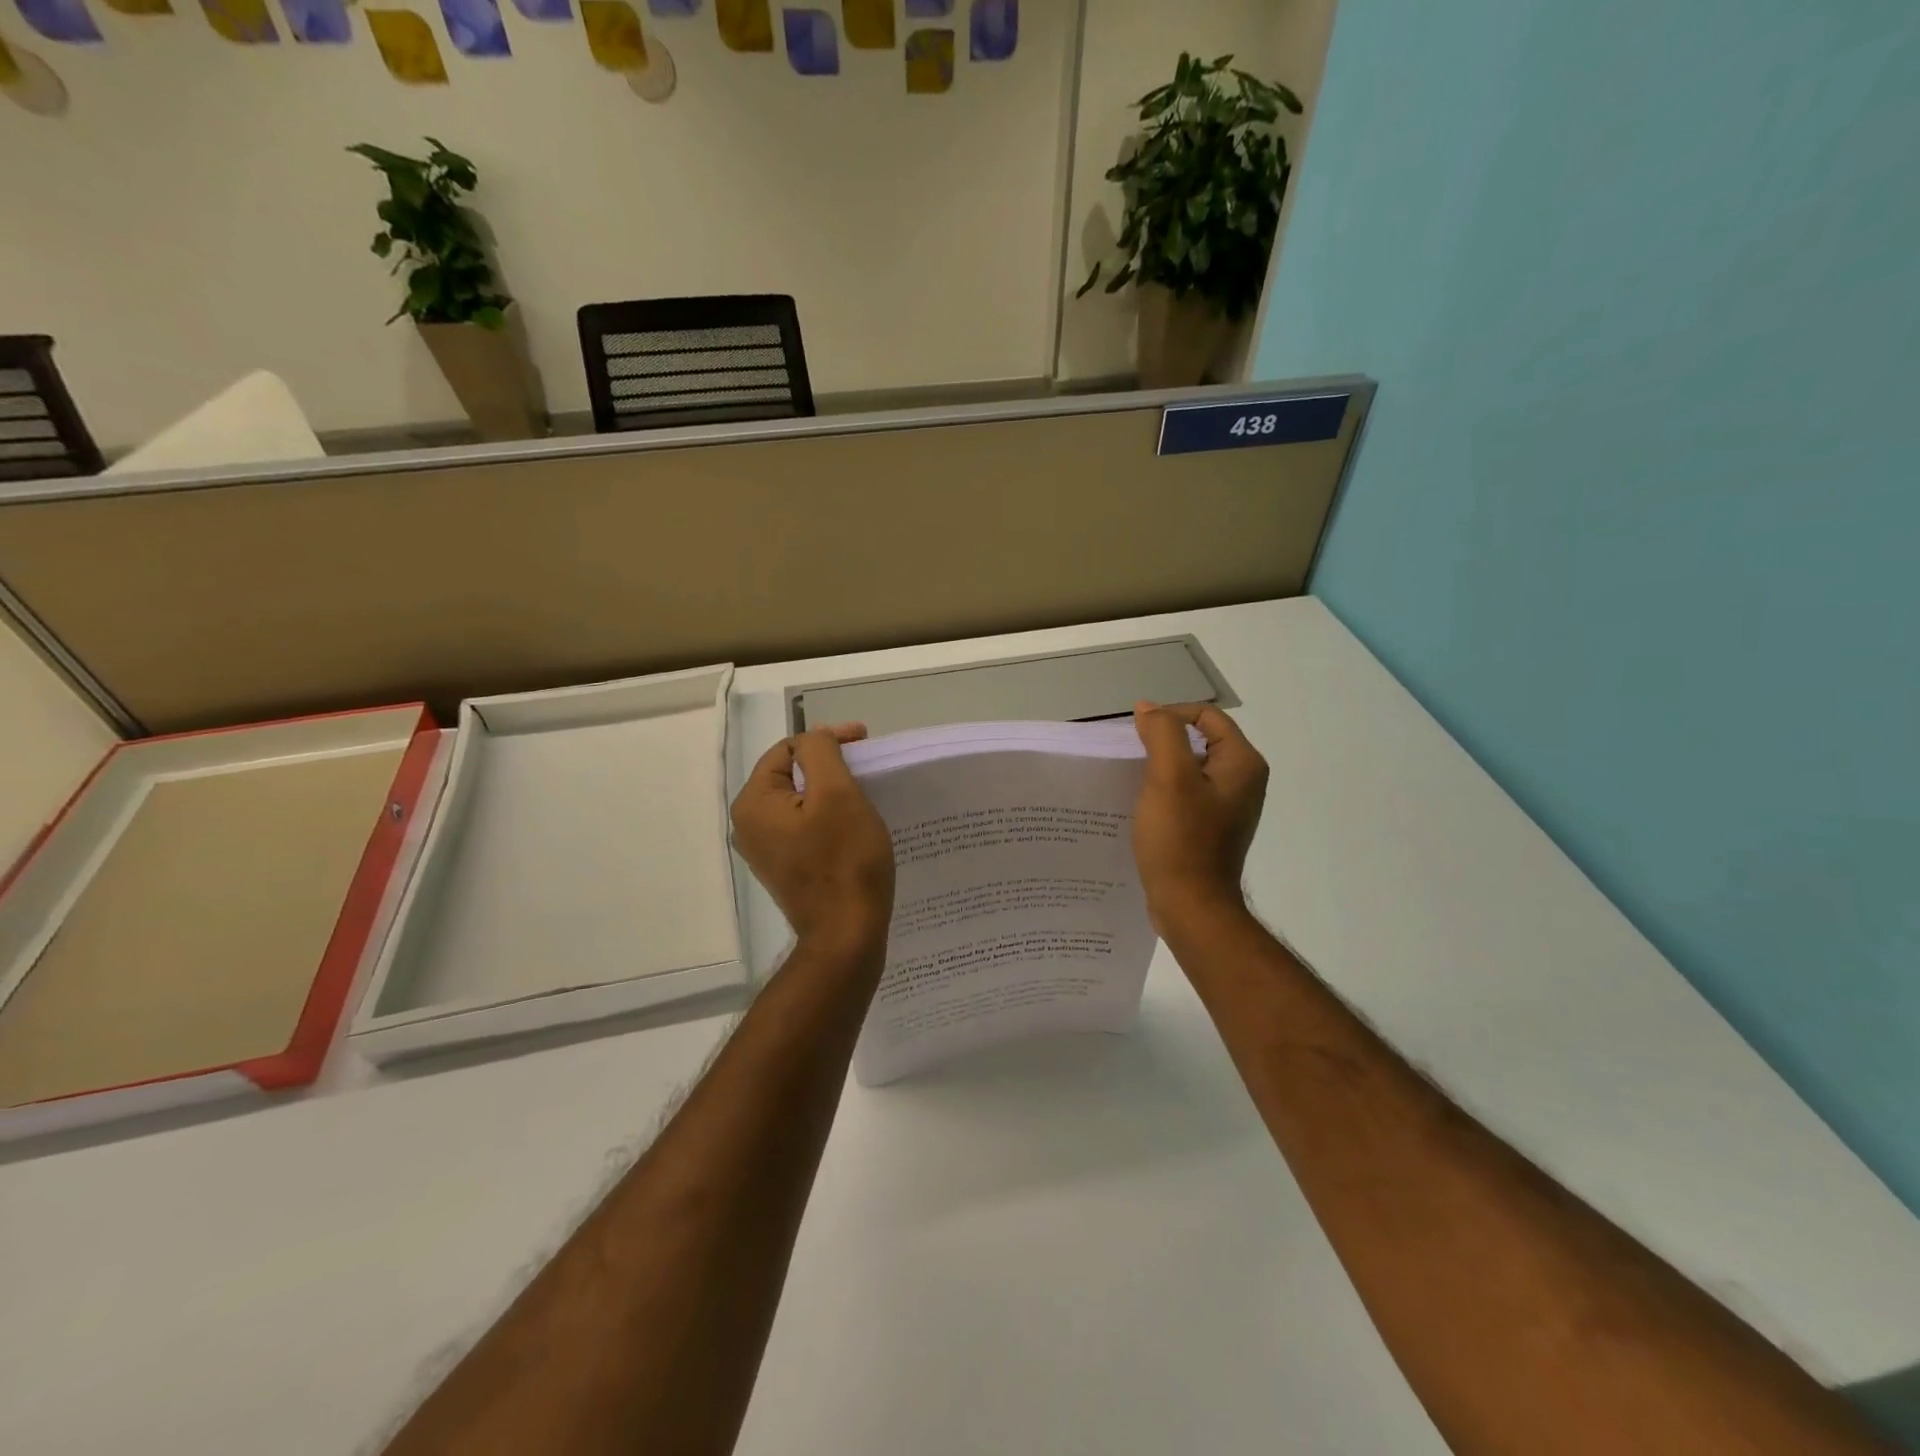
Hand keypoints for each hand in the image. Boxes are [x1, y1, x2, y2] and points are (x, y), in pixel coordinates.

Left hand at [731, 725, 895, 953]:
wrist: (847, 935)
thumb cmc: (845, 861)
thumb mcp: (838, 794)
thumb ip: (821, 752)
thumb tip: (815, 736)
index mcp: (753, 803)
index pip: (789, 750)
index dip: (827, 739)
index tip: (865, 741)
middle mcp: (748, 825)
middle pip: (792, 775)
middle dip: (829, 764)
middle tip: (866, 766)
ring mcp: (765, 850)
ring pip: (800, 802)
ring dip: (831, 791)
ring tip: (864, 792)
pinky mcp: (785, 868)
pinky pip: (804, 827)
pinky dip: (828, 817)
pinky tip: (853, 824)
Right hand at [1131, 701, 1268, 935]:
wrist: (1191, 906)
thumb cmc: (1181, 840)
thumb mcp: (1168, 778)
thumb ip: (1162, 734)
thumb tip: (1149, 708)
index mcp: (1242, 763)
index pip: (1206, 717)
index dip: (1169, 716)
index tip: (1135, 734)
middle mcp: (1243, 780)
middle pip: (1199, 740)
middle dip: (1162, 742)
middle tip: (1130, 756)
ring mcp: (1229, 806)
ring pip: (1190, 768)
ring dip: (1160, 767)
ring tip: (1131, 779)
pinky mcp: (1212, 827)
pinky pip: (1187, 794)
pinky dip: (1164, 791)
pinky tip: (1141, 804)